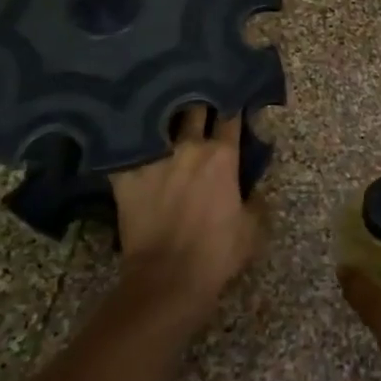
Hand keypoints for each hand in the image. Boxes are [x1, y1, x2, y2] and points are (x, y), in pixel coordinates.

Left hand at [110, 106, 262, 323]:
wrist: (167, 279)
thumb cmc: (216, 254)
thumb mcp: (252, 229)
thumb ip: (256, 199)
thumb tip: (252, 186)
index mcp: (222, 156)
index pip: (231, 116)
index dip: (234, 106)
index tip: (234, 102)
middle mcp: (189, 147)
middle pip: (195, 108)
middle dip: (199, 101)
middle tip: (199, 102)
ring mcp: (154, 158)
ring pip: (159, 121)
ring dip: (165, 116)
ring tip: (162, 110)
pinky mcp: (127, 175)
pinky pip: (125, 149)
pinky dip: (128, 144)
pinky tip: (125, 139)